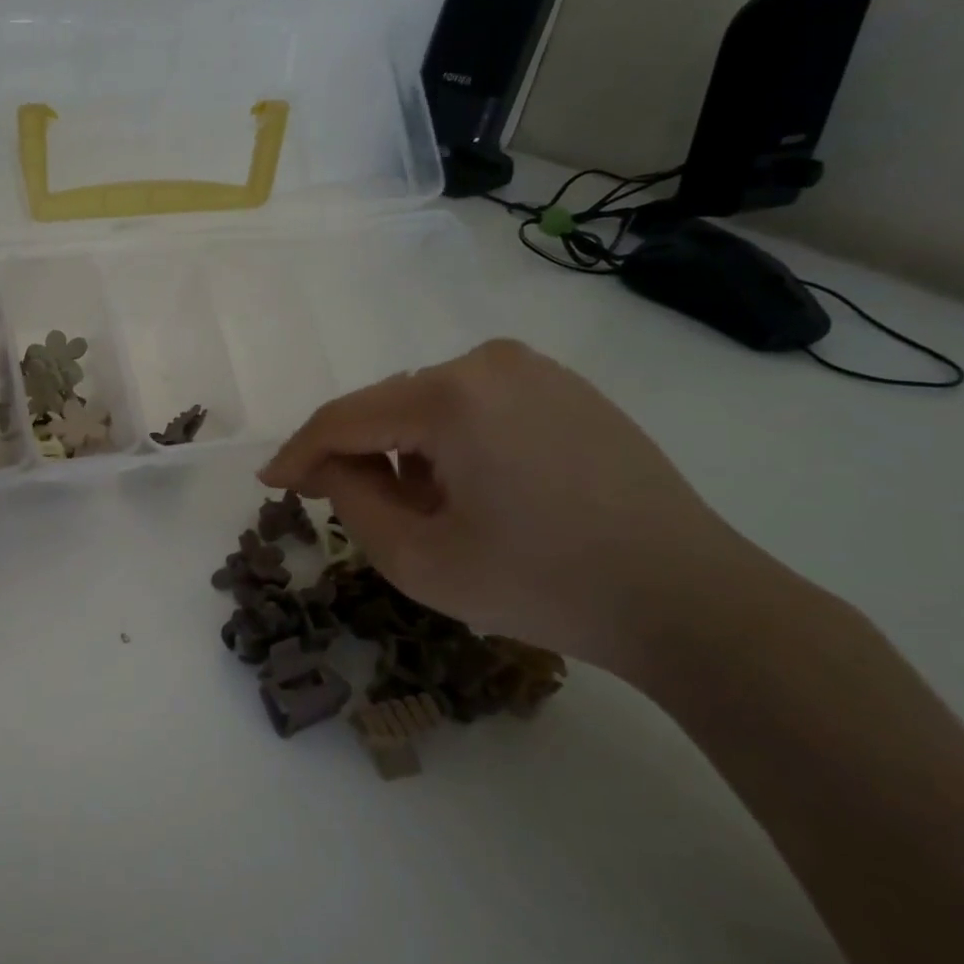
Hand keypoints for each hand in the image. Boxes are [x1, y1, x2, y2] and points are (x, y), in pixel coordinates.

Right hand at [260, 339, 774, 668]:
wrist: (692, 601)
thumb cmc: (543, 583)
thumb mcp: (419, 557)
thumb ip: (349, 500)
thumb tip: (326, 466)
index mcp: (452, 396)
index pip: (346, 418)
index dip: (299, 453)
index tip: (270, 483)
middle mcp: (489, 362)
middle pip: (386, 406)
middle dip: (357, 455)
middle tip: (344, 508)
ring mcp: (534, 370)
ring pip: (427, 405)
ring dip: (405, 451)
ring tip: (424, 510)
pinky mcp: (565, 389)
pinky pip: (474, 406)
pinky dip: (449, 443)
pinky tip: (471, 491)